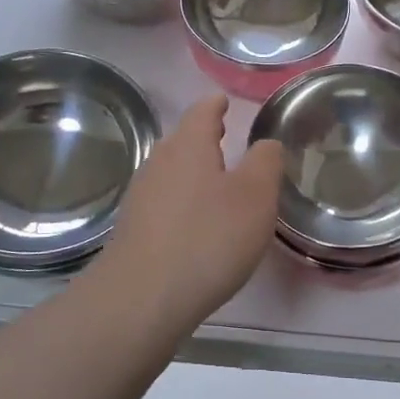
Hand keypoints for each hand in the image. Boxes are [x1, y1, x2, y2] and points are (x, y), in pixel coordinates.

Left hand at [97, 95, 282, 332]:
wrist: (143, 297)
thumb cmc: (209, 238)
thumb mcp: (255, 197)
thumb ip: (265, 163)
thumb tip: (265, 143)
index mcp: (188, 146)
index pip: (202, 112)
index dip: (216, 105)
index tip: (224, 101)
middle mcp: (159, 163)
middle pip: (182, 140)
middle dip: (202, 137)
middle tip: (223, 136)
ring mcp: (141, 196)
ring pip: (170, 171)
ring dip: (191, 171)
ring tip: (214, 180)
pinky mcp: (133, 229)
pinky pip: (162, 202)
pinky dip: (181, 201)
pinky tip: (193, 222)